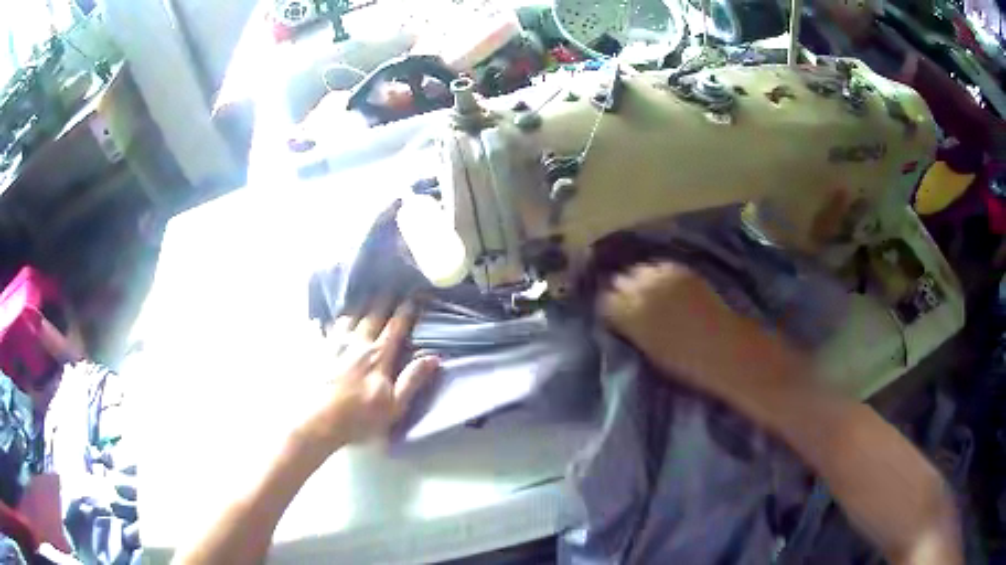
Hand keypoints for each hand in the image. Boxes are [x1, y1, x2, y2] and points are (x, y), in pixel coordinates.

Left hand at [295, 295, 439, 454]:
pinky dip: (330, 319)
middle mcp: (357, 343)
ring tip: (363, 290)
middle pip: (373, 314)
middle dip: (384, 298)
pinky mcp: (318, 351)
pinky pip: (325, 327)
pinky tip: (328, 315)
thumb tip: (433, 357)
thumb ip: (412, 380)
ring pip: (349, 315)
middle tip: (391, 283)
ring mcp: (335, 345)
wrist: (317, 421)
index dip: (406, 310)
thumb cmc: (359, 418)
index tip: (414, 295)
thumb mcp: (394, 406)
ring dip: (359, 302)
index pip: (395, 327)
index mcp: (378, 356)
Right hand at [600, 262, 805, 401]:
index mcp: (634, 315)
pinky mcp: (685, 273)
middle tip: (622, 301)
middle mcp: (646, 290)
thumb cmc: (688, 363)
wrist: (728, 350)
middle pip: (622, 282)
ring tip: (642, 290)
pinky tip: (660, 282)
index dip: (607, 307)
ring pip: (641, 271)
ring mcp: (667, 278)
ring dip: (638, 280)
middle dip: (620, 290)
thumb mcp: (651, 352)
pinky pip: (662, 267)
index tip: (609, 313)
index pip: (607, 302)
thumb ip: (631, 331)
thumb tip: (616, 317)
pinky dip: (657, 273)